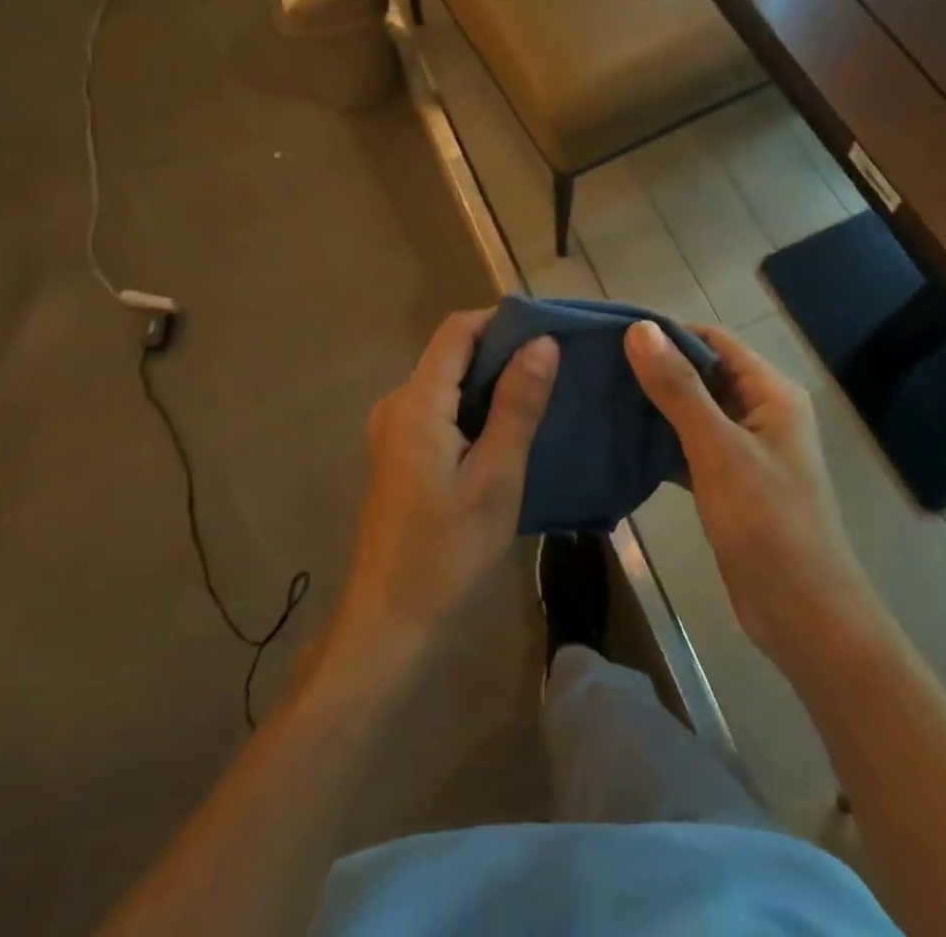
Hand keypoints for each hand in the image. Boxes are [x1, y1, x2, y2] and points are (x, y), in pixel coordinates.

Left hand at [329, 311, 557, 676]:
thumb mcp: (496, 478)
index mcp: (416, 402)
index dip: (501, 319)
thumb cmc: (447, 553)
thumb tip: (543, 342)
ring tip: (542, 394)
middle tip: (556, 365)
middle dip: (502, 351)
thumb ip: (518, 405)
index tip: (549, 328)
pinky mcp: (397, 456)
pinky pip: (439, 412)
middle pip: (450, 355)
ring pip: (446, 385)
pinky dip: (474, 409)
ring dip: (490, 383)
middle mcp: (396, 405)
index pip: (457, 331)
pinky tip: (508, 430)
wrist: (389, 626)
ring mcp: (392, 432)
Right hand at [625, 321, 870, 667]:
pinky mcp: (729, 480)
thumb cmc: (767, 524)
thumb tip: (639, 329)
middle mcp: (760, 411)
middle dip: (654, 367)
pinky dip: (659, 440)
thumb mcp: (718, 449)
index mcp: (770, 393)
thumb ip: (678, 388)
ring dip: (653, 404)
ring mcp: (745, 448)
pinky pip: (689, 445)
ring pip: (692, 410)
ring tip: (601, 395)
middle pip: (701, 372)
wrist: (803, 615)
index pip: (712, 340)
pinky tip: (621, 440)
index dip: (665, 332)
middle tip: (597, 365)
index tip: (612, 334)